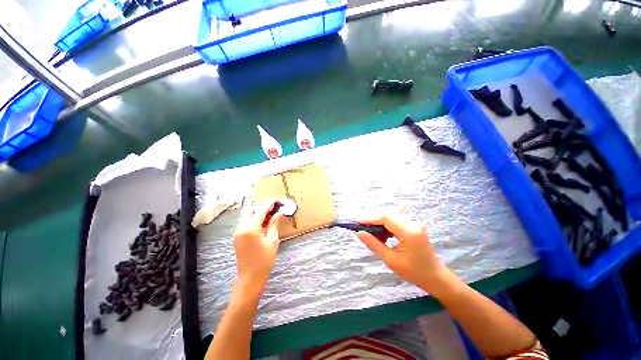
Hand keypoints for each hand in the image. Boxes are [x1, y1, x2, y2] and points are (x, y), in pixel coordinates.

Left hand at [233, 200, 283, 298]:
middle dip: (262, 208)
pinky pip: (245, 224)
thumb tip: (279, 213)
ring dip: (257, 214)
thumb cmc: (264, 260)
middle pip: (250, 210)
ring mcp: (237, 233)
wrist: (250, 278)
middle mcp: (241, 228)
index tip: (277, 200)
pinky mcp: (237, 237)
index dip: (269, 204)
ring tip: (270, 217)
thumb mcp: (272, 240)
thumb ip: (274, 224)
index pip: (260, 210)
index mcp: (250, 228)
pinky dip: (253, 221)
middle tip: (273, 210)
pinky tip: (263, 225)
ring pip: (247, 216)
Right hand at [356, 214, 453, 295]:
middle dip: (374, 222)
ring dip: (380, 225)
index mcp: (409, 232)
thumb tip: (359, 233)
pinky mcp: (414, 227)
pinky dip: (387, 228)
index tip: (358, 223)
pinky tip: (383, 237)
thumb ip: (374, 244)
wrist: (435, 277)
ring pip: (391, 219)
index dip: (370, 219)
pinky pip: (397, 222)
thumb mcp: (391, 260)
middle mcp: (413, 224)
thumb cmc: (414, 272)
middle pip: (388, 216)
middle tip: (364, 231)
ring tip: (373, 237)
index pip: (385, 218)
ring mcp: (415, 224)